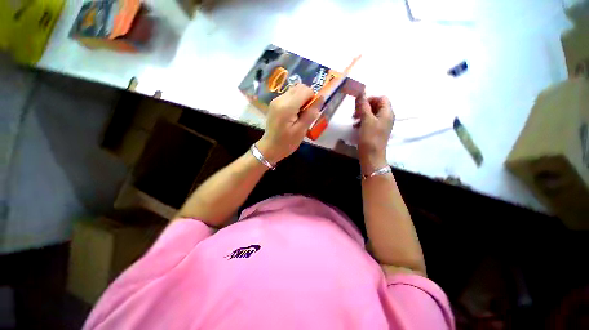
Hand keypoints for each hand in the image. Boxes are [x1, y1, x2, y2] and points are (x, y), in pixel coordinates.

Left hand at [257, 84, 321, 163]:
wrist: (270, 148)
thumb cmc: (286, 143)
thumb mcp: (301, 130)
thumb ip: (311, 113)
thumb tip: (321, 98)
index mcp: (287, 106)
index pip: (305, 90)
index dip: (312, 98)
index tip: (311, 111)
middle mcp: (280, 99)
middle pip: (299, 87)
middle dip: (307, 97)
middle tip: (306, 113)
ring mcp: (276, 100)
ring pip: (294, 91)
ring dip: (301, 99)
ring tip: (300, 115)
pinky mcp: (274, 103)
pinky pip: (288, 96)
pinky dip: (294, 102)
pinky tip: (293, 115)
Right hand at [354, 95, 394, 171]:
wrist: (372, 156)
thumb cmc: (370, 137)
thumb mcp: (366, 120)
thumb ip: (364, 106)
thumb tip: (361, 93)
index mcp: (387, 112)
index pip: (381, 98)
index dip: (370, 99)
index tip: (359, 105)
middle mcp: (387, 117)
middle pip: (376, 105)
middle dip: (365, 107)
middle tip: (354, 113)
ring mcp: (382, 124)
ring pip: (372, 114)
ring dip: (362, 114)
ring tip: (353, 120)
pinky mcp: (376, 131)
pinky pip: (370, 122)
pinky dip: (363, 121)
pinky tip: (355, 126)